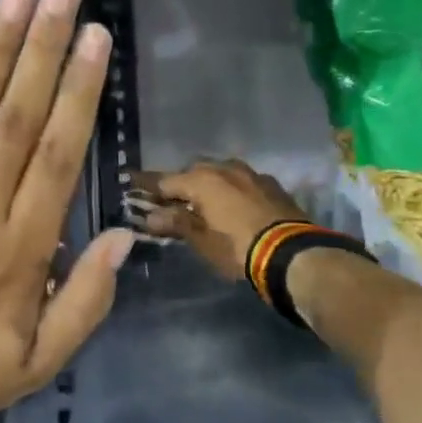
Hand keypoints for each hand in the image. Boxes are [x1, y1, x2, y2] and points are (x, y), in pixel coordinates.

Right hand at [136, 160, 309, 284]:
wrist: (292, 253)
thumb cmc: (237, 248)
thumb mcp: (201, 241)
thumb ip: (176, 223)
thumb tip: (151, 215)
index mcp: (202, 180)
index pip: (164, 180)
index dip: (145, 184)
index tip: (129, 181)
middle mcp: (224, 168)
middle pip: (193, 172)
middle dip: (179, 184)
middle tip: (169, 200)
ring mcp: (251, 174)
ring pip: (219, 173)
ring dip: (207, 184)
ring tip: (201, 201)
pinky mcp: (271, 184)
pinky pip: (241, 182)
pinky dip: (229, 190)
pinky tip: (231, 204)